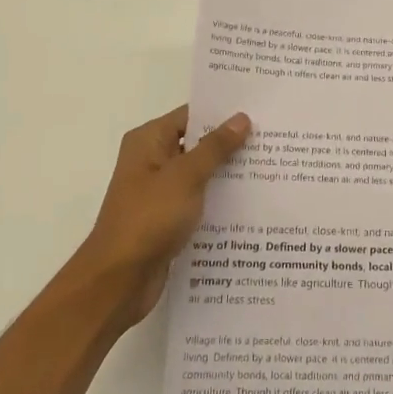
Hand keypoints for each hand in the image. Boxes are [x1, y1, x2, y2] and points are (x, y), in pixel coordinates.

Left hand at [71, 104, 250, 328]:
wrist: (119, 280)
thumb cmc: (148, 219)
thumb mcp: (185, 177)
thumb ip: (214, 147)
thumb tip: (240, 118)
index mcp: (148, 142)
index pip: (191, 115)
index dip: (223, 113)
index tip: (259, 113)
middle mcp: (152, 161)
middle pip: (197, 144)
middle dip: (231, 144)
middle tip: (274, 141)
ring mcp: (159, 192)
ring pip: (200, 175)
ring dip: (228, 174)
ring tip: (271, 170)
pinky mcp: (167, 219)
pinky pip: (198, 201)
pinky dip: (219, 201)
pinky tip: (251, 204)